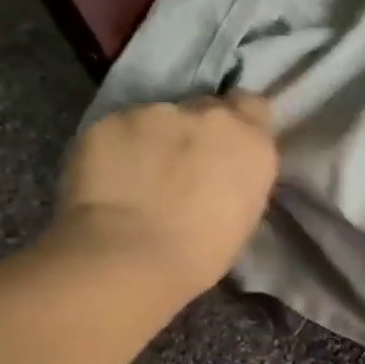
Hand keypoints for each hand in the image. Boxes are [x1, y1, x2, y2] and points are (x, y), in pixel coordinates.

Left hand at [46, 95, 278, 309]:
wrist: (130, 257)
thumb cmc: (201, 253)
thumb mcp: (245, 215)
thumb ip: (238, 176)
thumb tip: (223, 170)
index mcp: (251, 142)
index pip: (253, 106)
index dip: (240, 122)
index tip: (227, 145)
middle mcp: (209, 115)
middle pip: (206, 108)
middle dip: (197, 130)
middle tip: (183, 165)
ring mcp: (157, 112)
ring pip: (160, 117)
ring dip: (156, 138)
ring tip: (141, 175)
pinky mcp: (111, 119)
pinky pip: (120, 128)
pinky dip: (118, 147)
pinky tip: (111, 177)